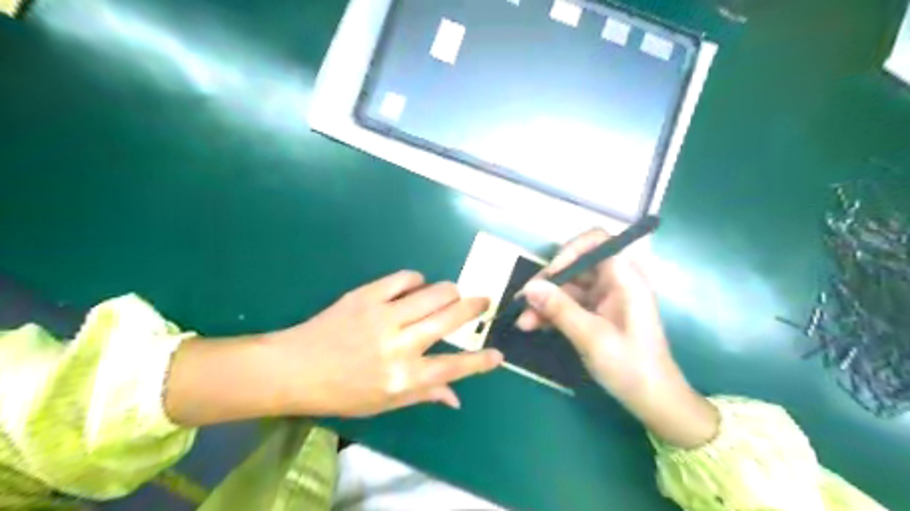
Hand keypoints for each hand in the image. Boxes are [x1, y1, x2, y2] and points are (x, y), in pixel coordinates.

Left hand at [264, 268, 504, 416]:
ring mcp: (383, 315)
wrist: (295, 367)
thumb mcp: (384, 403)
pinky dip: (417, 280)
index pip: (453, 367)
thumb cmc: (340, 393)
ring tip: (451, 295)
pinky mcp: (367, 295)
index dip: (481, 361)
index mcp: (403, 377)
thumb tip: (456, 397)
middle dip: (475, 307)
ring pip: (434, 293)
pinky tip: (416, 287)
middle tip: (484, 300)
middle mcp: (399, 344)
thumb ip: (423, 394)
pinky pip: (404, 278)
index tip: (498, 353)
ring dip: (450, 291)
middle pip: (450, 318)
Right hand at [510, 229, 716, 448]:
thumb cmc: (631, 367)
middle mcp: (615, 281)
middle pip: (576, 265)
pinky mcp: (598, 313)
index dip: (571, 250)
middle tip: (524, 301)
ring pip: (569, 287)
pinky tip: (533, 325)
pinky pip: (570, 303)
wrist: (653, 400)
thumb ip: (560, 309)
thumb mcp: (592, 337)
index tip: (552, 274)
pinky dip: (552, 312)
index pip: (598, 241)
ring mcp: (606, 297)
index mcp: (625, 278)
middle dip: (549, 282)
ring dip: (545, 301)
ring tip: (523, 322)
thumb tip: (528, 288)